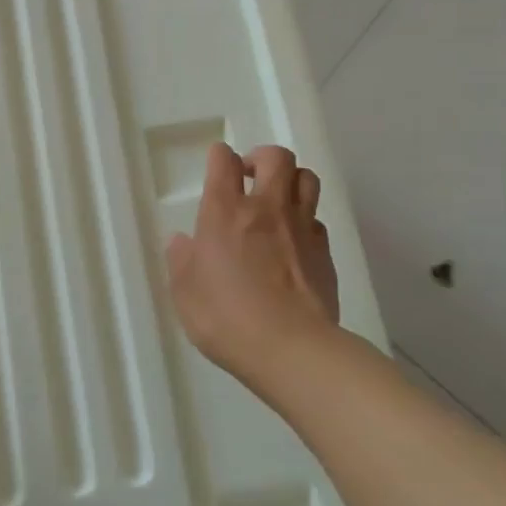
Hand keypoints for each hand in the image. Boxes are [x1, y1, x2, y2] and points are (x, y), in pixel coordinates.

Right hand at [165, 143, 338, 390]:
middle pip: (277, 158)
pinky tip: (294, 241)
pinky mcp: (324, 253)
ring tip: (278, 199)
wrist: (291, 349)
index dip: (220, 156)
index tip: (217, 165)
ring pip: (307, 179)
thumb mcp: (185, 293)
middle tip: (250, 175)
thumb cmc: (226, 318)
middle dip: (263, 157)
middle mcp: (266, 209)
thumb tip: (182, 241)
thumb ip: (181, 261)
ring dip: (291, 180)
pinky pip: (317, 220)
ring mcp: (300, 228)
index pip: (224, 161)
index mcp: (224, 212)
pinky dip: (305, 220)